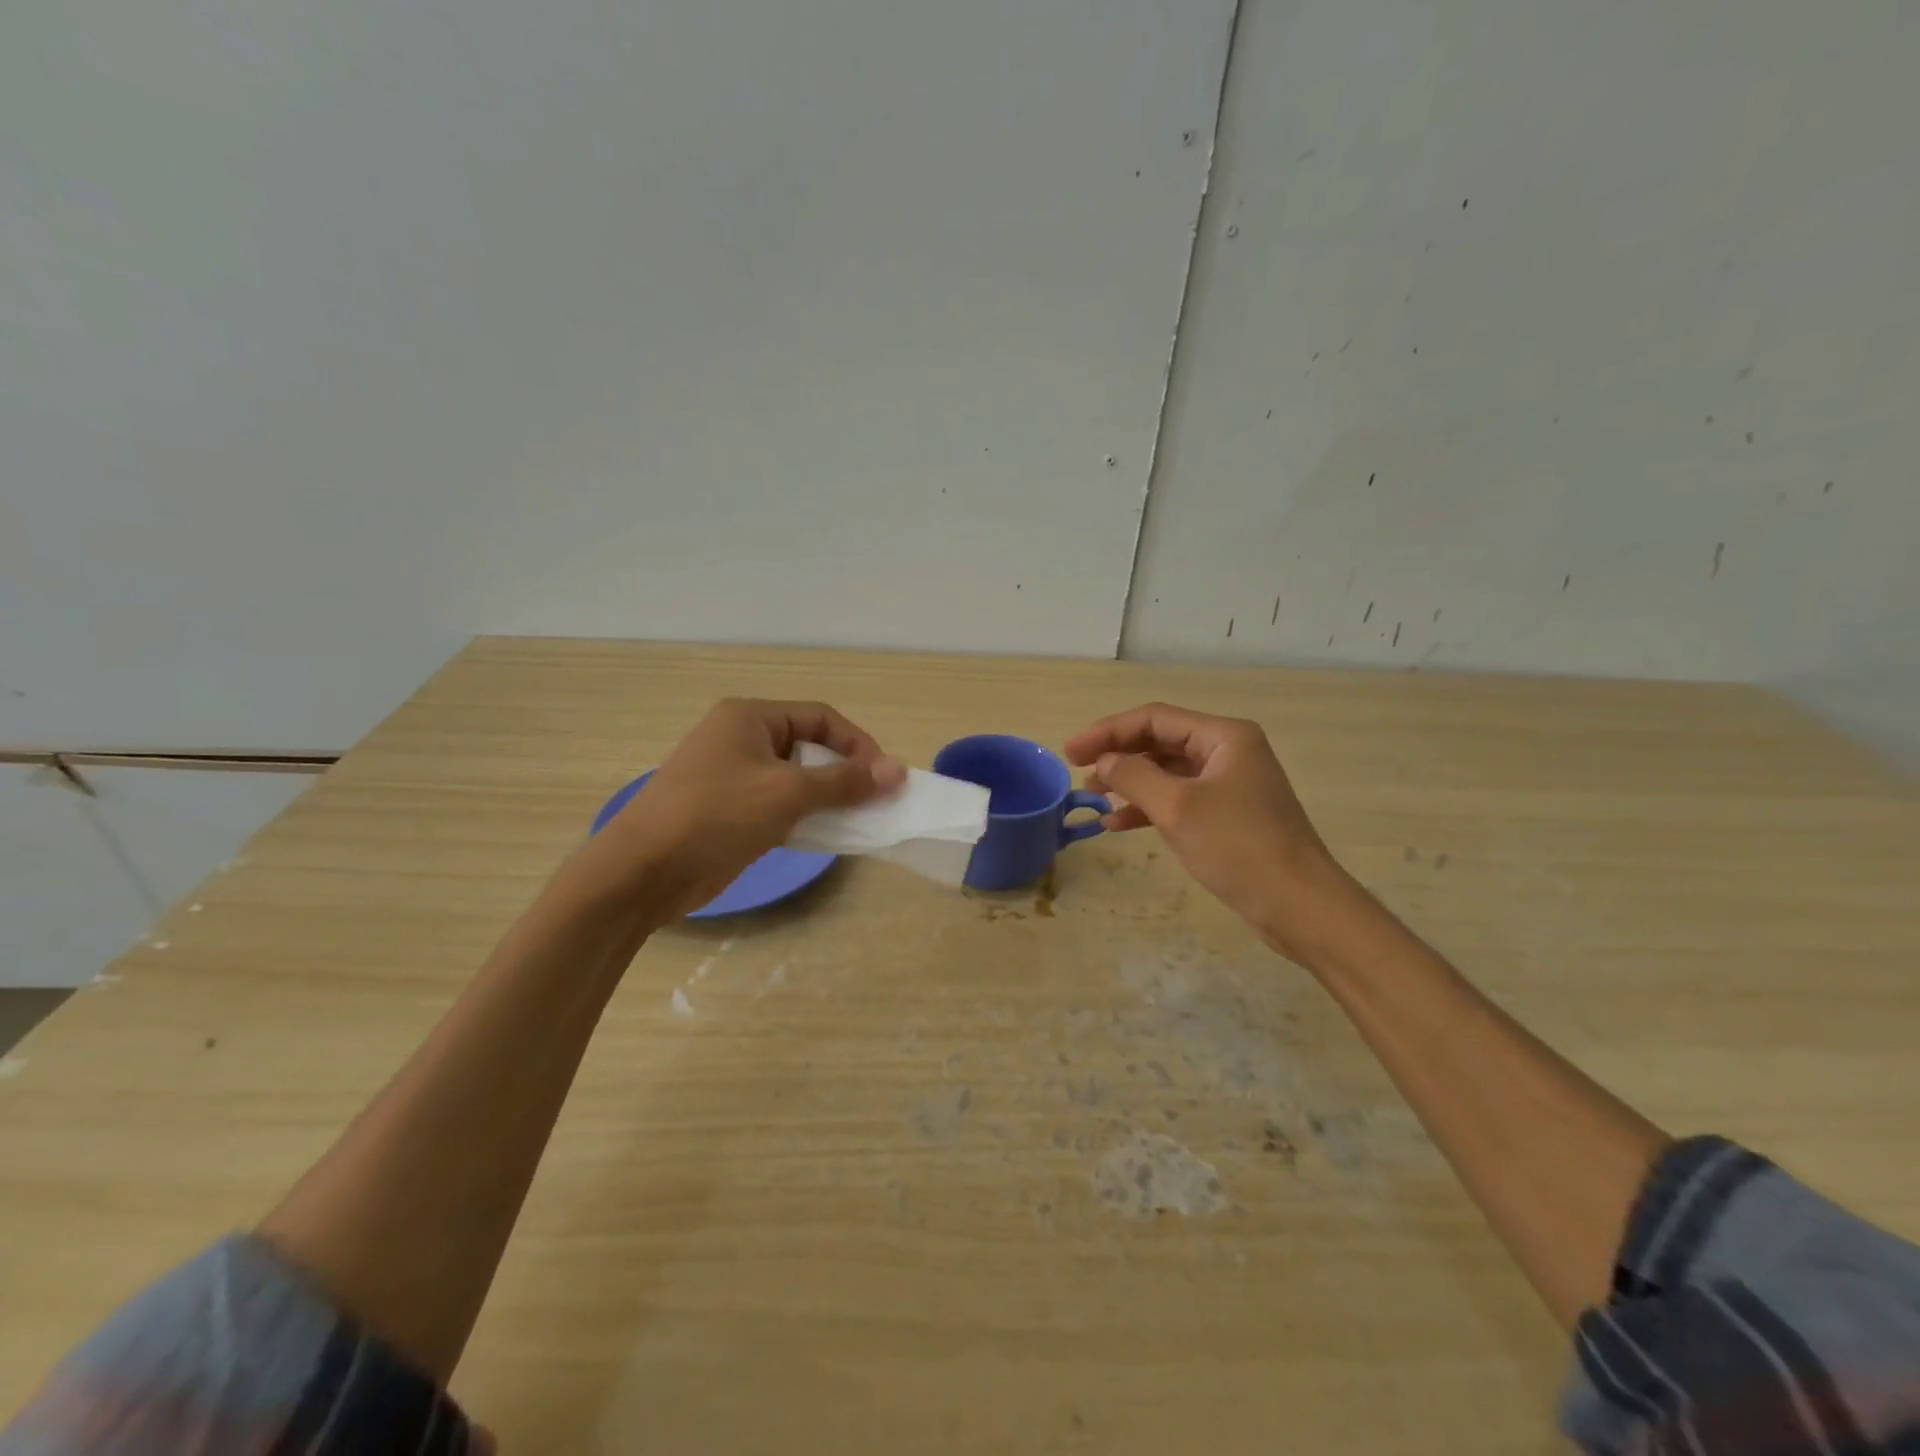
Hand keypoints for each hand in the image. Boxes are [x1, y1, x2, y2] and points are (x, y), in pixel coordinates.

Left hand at [580, 698, 904, 920]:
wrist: (642, 872)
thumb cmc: (715, 816)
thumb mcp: (786, 793)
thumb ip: (844, 781)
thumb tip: (898, 770)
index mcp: (749, 717)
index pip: (820, 718)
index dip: (857, 743)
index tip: (885, 776)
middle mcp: (742, 739)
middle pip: (810, 747)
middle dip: (846, 772)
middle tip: (876, 800)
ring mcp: (734, 777)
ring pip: (797, 779)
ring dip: (829, 798)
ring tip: (860, 820)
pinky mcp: (731, 812)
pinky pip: (781, 806)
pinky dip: (807, 817)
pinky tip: (829, 835)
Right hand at [1064, 703, 1351, 955]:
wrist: (1298, 905)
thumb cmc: (1238, 846)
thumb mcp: (1177, 807)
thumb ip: (1134, 776)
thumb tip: (1104, 761)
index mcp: (1224, 736)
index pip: (1154, 718)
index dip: (1107, 731)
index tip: (1070, 751)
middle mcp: (1228, 751)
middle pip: (1160, 741)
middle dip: (1117, 755)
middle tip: (1077, 771)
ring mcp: (1230, 784)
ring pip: (1167, 771)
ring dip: (1129, 782)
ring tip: (1093, 797)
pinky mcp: (1227, 814)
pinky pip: (1179, 798)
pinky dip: (1148, 807)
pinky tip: (1118, 824)